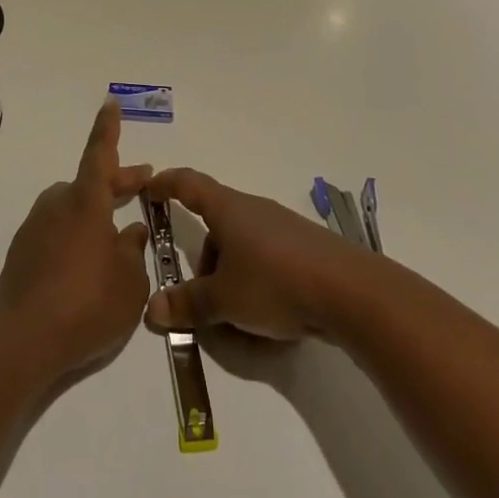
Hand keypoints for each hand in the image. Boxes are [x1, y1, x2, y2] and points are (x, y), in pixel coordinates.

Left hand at [0, 102, 152, 381]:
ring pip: (71, 207)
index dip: (107, 128)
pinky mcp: (21, 254)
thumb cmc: (88, 304)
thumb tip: (129, 232)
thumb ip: (133, 251)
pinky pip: (54, 232)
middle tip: (143, 182)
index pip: (99, 153)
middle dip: (118, 180)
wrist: (24, 343)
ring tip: (116, 236)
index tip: (109, 101)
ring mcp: (35, 228)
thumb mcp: (129, 282)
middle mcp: (57, 205)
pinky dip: (73, 236)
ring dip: (94, 212)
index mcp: (85, 202)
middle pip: (90, 182)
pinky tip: (85, 266)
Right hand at [143, 169, 360, 340]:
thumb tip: (152, 308)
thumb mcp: (223, 300)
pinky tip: (266, 313)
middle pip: (217, 224)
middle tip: (198, 295)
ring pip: (242, 245)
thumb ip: (187, 303)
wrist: (349, 292)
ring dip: (230, 273)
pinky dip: (256, 280)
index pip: (189, 185)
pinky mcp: (305, 249)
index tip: (149, 187)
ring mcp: (283, 228)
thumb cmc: (275, 283)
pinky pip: (267, 259)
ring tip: (233, 313)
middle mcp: (254, 210)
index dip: (166, 184)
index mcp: (229, 210)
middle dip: (204, 258)